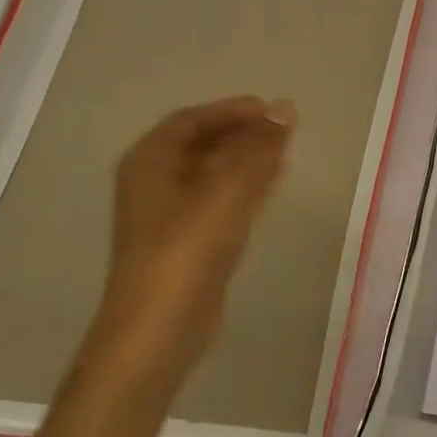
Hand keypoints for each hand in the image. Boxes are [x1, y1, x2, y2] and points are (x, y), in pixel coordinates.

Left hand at [86, 96, 296, 385]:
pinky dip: (245, 187)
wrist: (160, 328)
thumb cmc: (187, 251)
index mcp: (150, 163)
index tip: (272, 110)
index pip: (191, 120)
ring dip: (246, 159)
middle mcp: (154, 184)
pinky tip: (272, 186)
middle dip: (242, 133)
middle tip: (284, 130)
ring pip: (212, 173)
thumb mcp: (227, 192)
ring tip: (285, 153)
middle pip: (201, 145)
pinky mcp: (188, 243)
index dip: (231, 110)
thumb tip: (286, 109)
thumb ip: (258, 149)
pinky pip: (219, 200)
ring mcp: (170, 216)